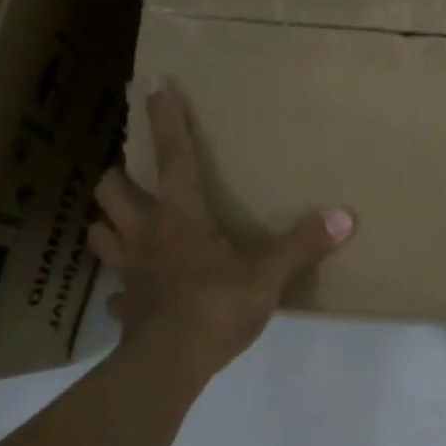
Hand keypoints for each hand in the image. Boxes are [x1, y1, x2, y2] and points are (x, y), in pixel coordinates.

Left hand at [90, 79, 354, 381]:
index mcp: (180, 216)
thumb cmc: (217, 306)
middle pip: (112, 190)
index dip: (166, 119)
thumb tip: (344, 216)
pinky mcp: (126, 307)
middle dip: (118, 177)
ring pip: (100, 234)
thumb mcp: (267, 275)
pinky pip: (115, 292)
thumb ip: (302, 244)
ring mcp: (130, 271)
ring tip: (121, 226)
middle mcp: (146, 235)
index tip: (155, 84)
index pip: (173, 156)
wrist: (172, 361)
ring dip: (107, 225)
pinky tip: (132, 295)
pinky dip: (121, 289)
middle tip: (131, 179)